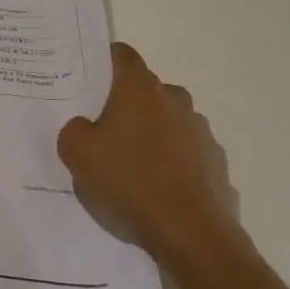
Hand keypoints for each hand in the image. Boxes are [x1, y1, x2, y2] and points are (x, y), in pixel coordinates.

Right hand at [57, 42, 240, 262]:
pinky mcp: (216, 162)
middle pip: (144, 90)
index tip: (88, 78)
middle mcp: (175, 99)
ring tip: (131, 168)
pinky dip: (172, 163)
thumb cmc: (128, 182)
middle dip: (125, 105)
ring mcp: (201, 131)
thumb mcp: (77, 154)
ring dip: (151, 135)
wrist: (190, 233)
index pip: (121, 55)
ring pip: (167, 122)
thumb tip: (85, 126)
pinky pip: (186, 153)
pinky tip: (157, 190)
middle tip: (102, 130)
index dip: (103, 61)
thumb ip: (73, 130)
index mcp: (140, 88)